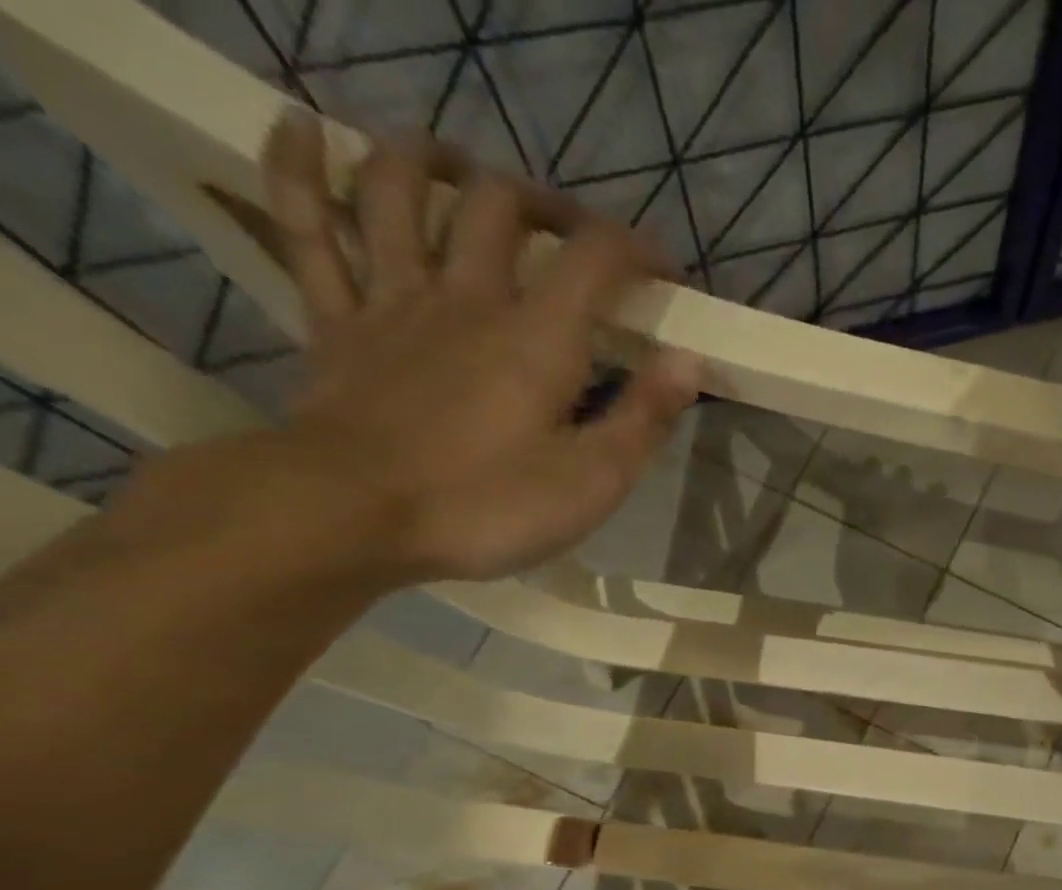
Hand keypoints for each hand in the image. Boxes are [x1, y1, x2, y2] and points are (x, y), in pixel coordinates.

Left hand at [243, 111, 698, 582]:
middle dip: (547, 204)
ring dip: (428, 160)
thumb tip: (689, 361)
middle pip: (500, 207)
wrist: (352, 516)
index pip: (595, 258)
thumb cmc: (487, 507)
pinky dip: (297, 168)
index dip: (638, 249)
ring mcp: (392, 300)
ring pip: (397, 191)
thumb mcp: (593, 481)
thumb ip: (644, 418)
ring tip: (458, 164)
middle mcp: (465, 297)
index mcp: (538, 337)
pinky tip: (300, 127)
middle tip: (572, 232)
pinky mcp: (335, 322)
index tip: (664, 272)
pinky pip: (306, 226)